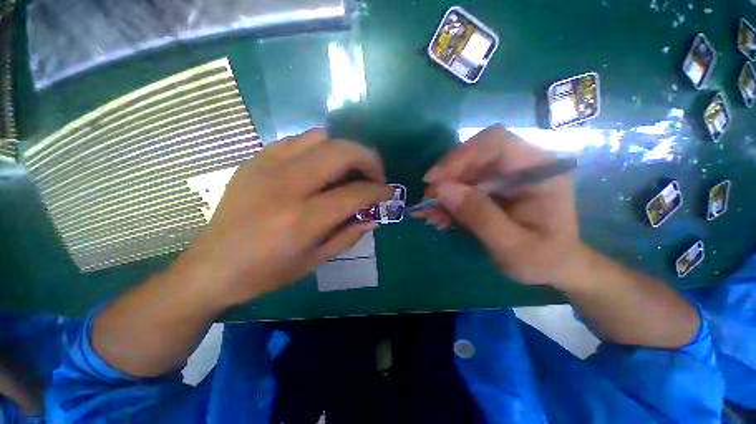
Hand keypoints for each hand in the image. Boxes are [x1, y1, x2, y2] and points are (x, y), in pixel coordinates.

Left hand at [176, 129, 392, 306]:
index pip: (355, 193)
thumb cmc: (266, 272)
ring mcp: (268, 167)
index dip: (378, 190)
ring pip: (322, 138)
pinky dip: (320, 149)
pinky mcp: (256, 160)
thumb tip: (373, 216)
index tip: (388, 192)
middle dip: (369, 160)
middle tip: (374, 176)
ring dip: (345, 151)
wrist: (210, 266)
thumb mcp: (315, 261)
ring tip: (349, 170)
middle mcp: (287, 185)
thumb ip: (349, 234)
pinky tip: (321, 167)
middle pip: (342, 152)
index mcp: (303, 219)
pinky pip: (298, 141)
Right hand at [416, 124, 581, 286]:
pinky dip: (446, 199)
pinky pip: (461, 185)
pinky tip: (438, 215)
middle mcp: (521, 165)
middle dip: (447, 176)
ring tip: (429, 213)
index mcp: (540, 171)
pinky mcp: (491, 186)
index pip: (496, 143)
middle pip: (474, 154)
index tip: (435, 180)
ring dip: (443, 190)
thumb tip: (441, 190)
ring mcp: (504, 175)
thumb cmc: (543, 260)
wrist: (552, 266)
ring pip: (464, 170)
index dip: (462, 156)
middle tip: (428, 200)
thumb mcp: (513, 246)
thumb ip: (480, 216)